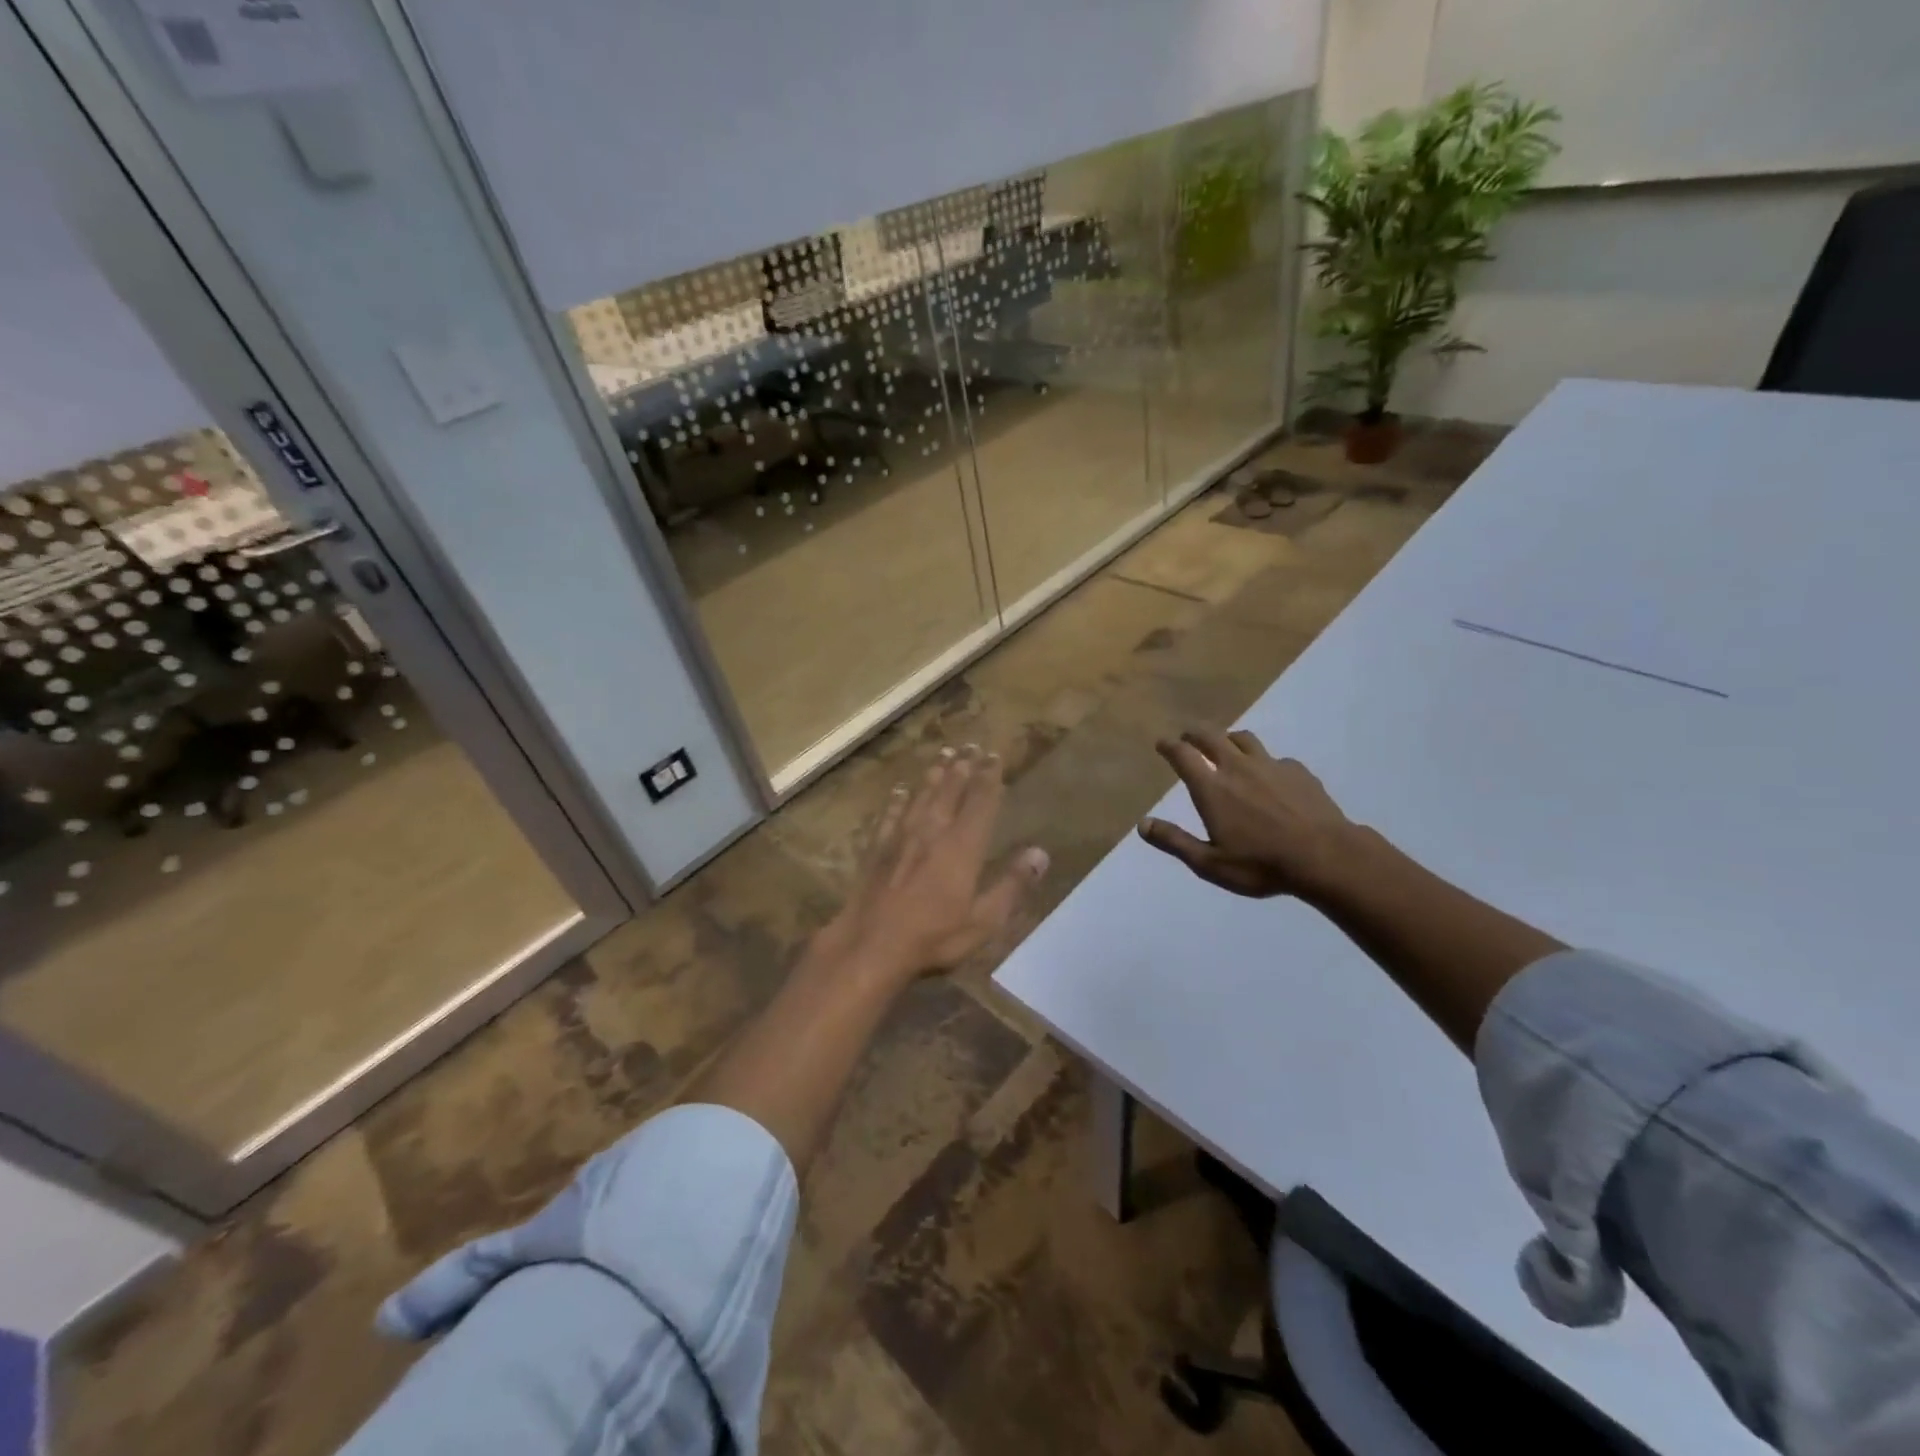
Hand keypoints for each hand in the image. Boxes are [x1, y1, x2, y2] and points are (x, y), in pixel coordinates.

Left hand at [824, 744, 1049, 980]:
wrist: (870, 945)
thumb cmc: (933, 938)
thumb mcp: (984, 921)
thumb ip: (1012, 885)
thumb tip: (1040, 853)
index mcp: (962, 846)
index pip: (981, 802)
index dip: (990, 777)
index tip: (995, 756)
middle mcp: (932, 831)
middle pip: (950, 790)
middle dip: (963, 767)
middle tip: (971, 746)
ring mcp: (900, 837)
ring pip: (921, 795)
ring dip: (934, 774)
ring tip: (944, 755)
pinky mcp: (876, 848)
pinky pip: (889, 814)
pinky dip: (897, 800)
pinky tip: (900, 791)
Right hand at [1139, 728, 1357, 899]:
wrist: (1326, 857)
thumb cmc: (1261, 864)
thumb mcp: (1209, 863)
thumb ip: (1175, 841)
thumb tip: (1143, 824)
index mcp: (1212, 788)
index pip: (1183, 755)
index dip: (1169, 746)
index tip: (1162, 744)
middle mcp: (1237, 767)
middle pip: (1211, 736)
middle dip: (1194, 733)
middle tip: (1187, 737)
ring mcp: (1271, 765)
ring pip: (1243, 738)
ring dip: (1228, 738)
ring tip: (1225, 746)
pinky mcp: (1298, 771)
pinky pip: (1274, 757)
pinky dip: (1262, 761)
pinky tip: (1269, 775)